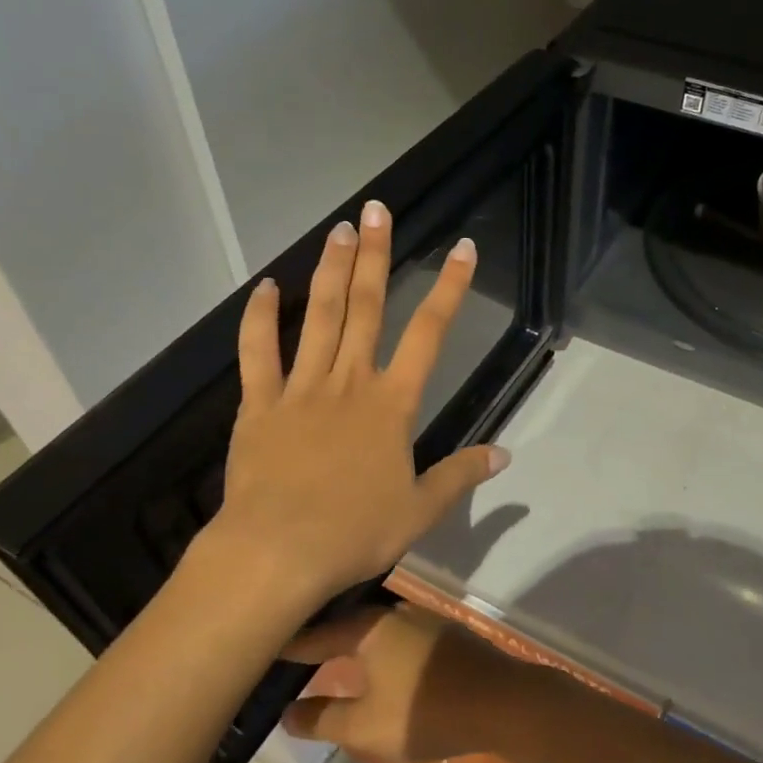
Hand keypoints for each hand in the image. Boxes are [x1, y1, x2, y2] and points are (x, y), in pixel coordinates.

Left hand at [192, 201, 510, 607]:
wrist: (277, 552)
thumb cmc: (355, 532)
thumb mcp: (420, 509)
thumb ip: (460, 475)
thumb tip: (505, 455)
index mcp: (392, 404)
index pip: (430, 333)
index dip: (450, 288)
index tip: (461, 249)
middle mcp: (349, 381)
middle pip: (366, 307)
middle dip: (376, 255)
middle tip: (376, 210)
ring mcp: (300, 388)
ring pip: (318, 316)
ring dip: (330, 270)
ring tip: (338, 229)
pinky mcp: (259, 404)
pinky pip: (258, 352)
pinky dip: (260, 317)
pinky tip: (265, 287)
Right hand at [280, 605, 530, 762]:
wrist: (503, 701)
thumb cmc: (426, 712)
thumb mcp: (366, 727)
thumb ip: (323, 718)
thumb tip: (287, 712)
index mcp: (369, 626)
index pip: (316, 632)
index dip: (287, 643)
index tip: (260, 645)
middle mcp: (393, 611)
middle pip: (344, 620)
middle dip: (317, 636)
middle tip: (287, 654)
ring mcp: (422, 618)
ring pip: (371, 624)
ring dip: (348, 639)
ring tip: (324, 658)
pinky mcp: (443, 631)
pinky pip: (394, 632)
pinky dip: (373, 644)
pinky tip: (371, 662)